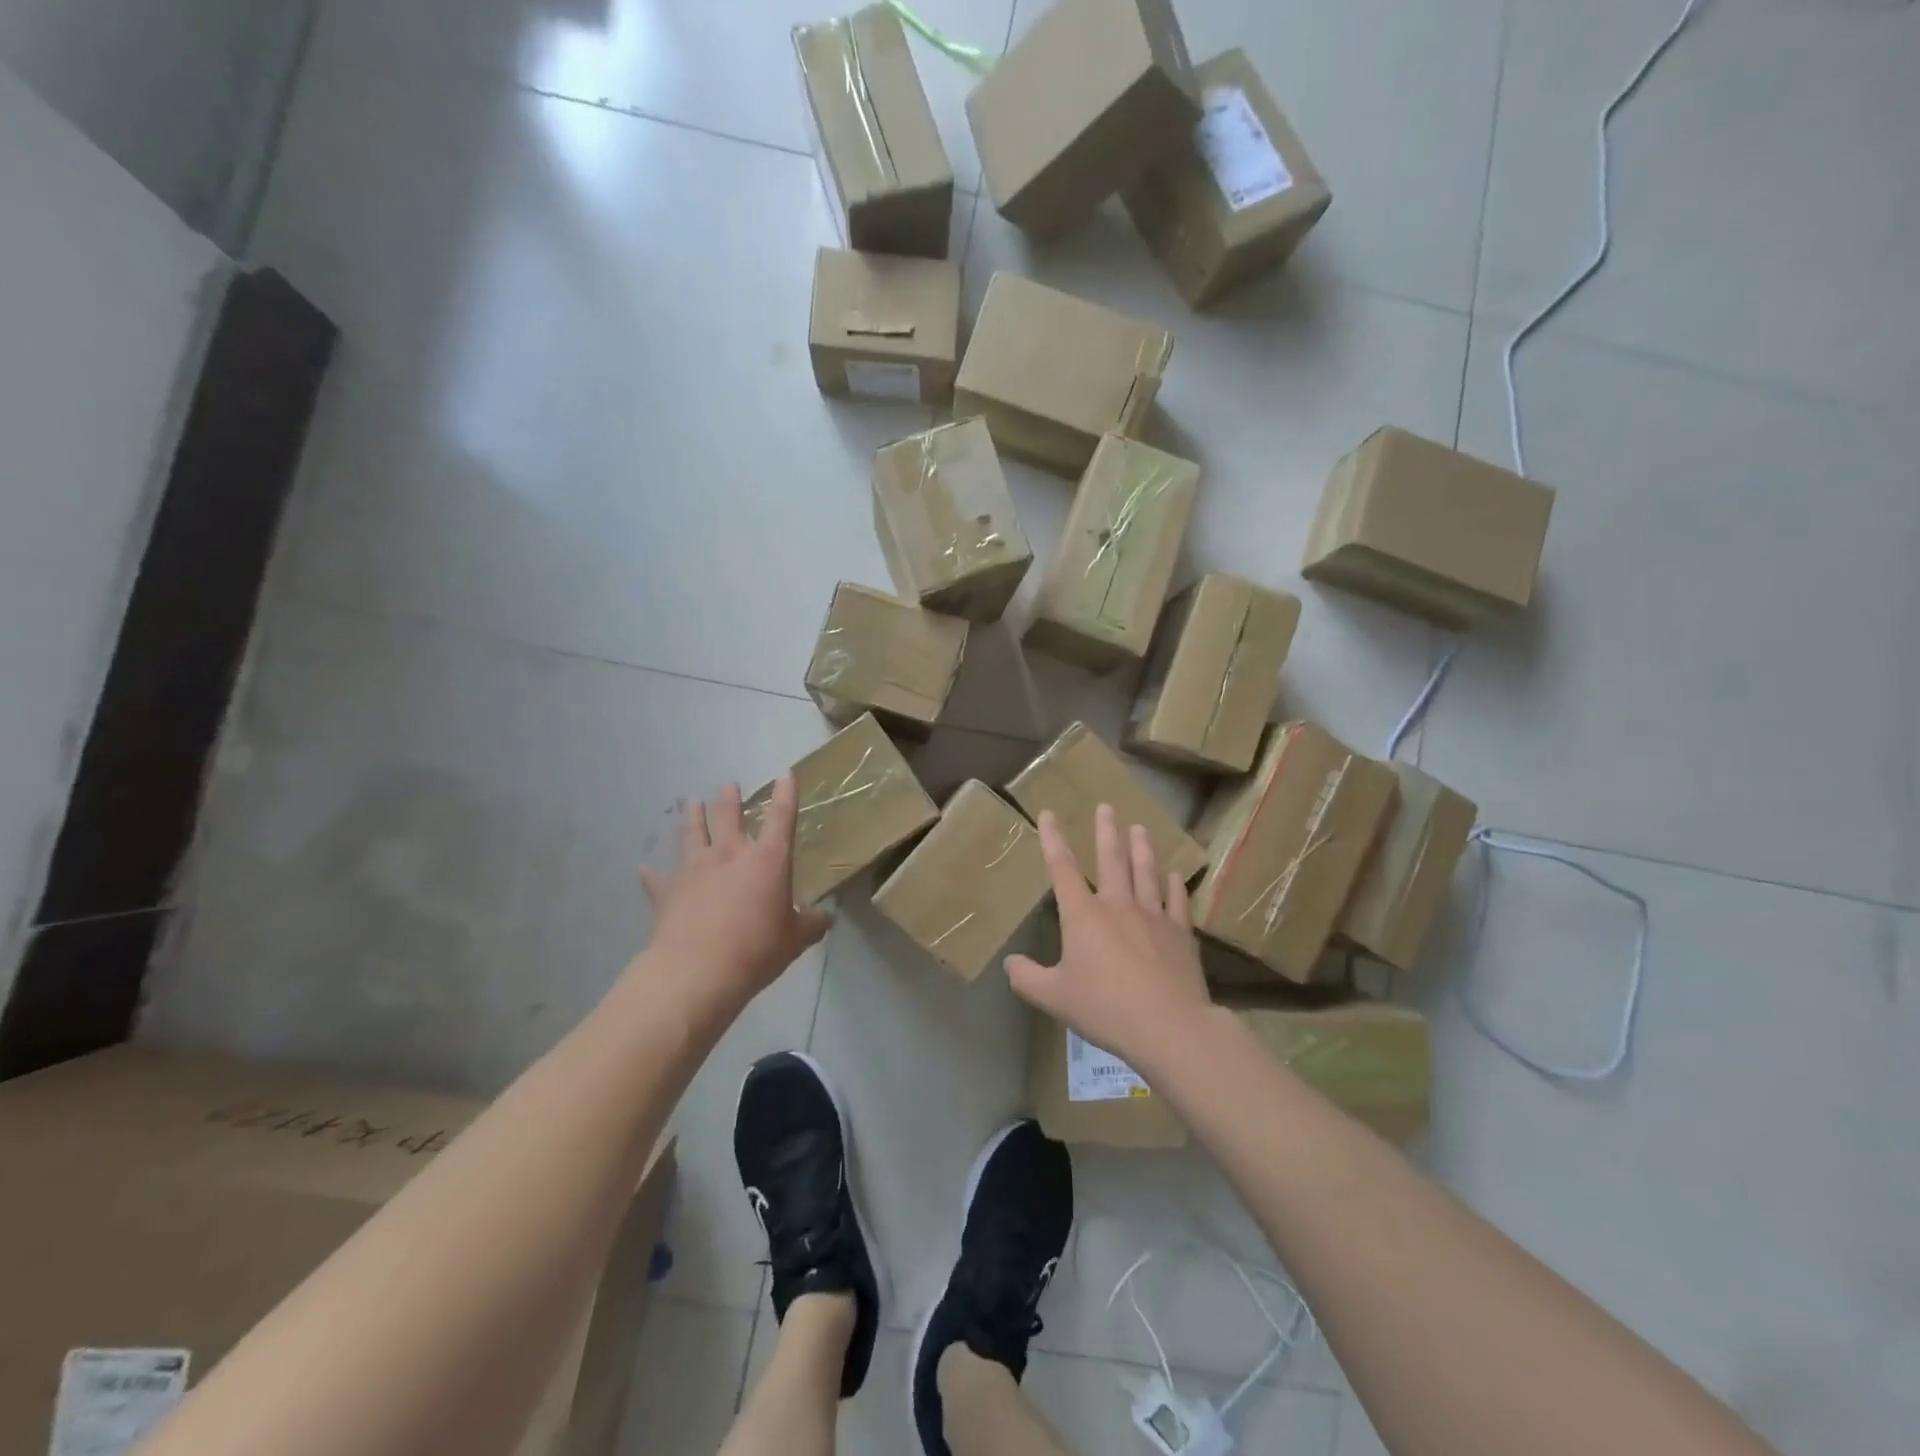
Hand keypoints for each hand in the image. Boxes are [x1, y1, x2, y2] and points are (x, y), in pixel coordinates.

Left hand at [636, 776, 831, 1024]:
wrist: (697, 972)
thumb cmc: (756, 950)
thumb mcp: (794, 940)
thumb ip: (810, 925)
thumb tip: (826, 919)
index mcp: (767, 861)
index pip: (781, 818)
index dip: (786, 794)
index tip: (786, 774)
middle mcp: (729, 855)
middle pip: (729, 816)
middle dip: (730, 798)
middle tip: (729, 785)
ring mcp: (694, 869)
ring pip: (691, 833)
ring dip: (691, 817)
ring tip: (689, 803)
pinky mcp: (667, 891)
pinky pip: (658, 878)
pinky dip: (653, 873)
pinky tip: (645, 869)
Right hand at [1005, 804, 1212, 1075]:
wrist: (1168, 1025)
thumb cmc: (1105, 1007)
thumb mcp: (1054, 997)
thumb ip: (1027, 979)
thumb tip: (1009, 963)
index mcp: (1083, 916)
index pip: (1062, 868)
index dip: (1053, 839)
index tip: (1049, 814)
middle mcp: (1117, 905)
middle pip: (1111, 859)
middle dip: (1106, 831)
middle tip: (1107, 807)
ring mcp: (1153, 916)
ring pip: (1146, 872)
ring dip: (1142, 848)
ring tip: (1140, 828)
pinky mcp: (1180, 933)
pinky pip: (1177, 901)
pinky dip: (1175, 886)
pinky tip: (1176, 875)